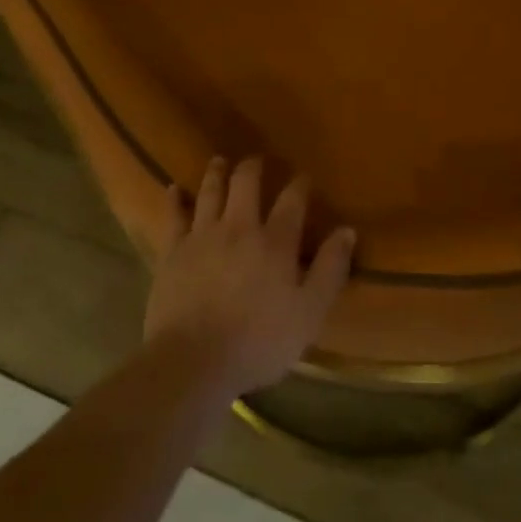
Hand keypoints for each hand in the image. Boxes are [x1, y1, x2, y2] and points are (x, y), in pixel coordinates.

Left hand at [145, 157, 356, 396]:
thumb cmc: (259, 342)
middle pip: (246, 183)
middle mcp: (239, 227)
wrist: (193, 360)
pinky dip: (175, 200)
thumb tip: (347, 230)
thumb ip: (330, 269)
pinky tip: (174, 189)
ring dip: (217, 173)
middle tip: (257, 161)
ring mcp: (202, 236)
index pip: (292, 200)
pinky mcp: (173, 251)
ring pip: (210, 191)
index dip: (299, 185)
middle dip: (253, 167)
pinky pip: (173, 216)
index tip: (303, 177)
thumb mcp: (309, 313)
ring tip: (220, 161)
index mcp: (275, 242)